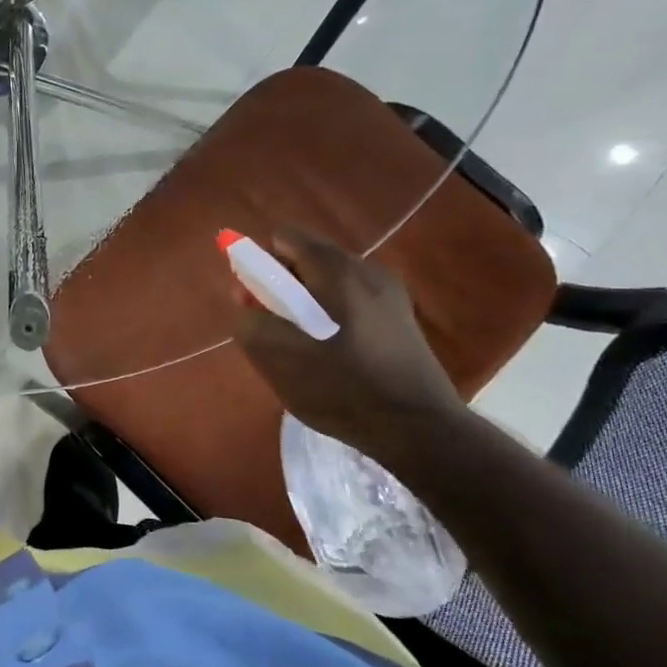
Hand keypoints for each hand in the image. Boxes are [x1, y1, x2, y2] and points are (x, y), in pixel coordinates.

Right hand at [233, 228, 465, 466]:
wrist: (420, 429)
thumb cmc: (343, 388)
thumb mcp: (278, 358)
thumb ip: (250, 321)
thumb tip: (246, 299)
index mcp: (336, 270)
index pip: (284, 237)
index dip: (260, 264)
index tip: (256, 301)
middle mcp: (366, 269)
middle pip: (306, 259)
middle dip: (281, 287)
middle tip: (276, 330)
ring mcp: (389, 293)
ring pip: (327, 283)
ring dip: (305, 305)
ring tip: (305, 349)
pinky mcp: (400, 317)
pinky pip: (349, 302)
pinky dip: (330, 318)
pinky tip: (334, 356)